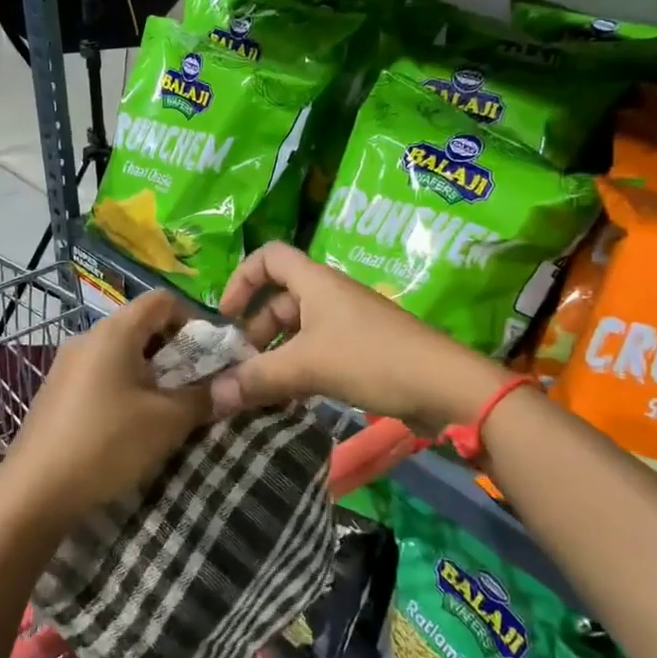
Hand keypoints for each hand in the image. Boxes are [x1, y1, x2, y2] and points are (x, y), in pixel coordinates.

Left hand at [3, 291, 211, 525]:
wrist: (34, 492)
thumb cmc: (107, 443)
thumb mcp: (167, 422)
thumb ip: (203, 397)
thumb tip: (231, 387)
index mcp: (114, 331)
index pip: (162, 300)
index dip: (192, 319)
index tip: (209, 355)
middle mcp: (87, 337)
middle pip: (140, 325)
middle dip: (173, 351)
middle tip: (193, 386)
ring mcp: (66, 365)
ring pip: (120, 353)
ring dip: (149, 373)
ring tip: (165, 410)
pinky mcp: (55, 392)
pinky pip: (100, 375)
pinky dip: (123, 388)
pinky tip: (128, 425)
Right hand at [211, 242, 507, 429]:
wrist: (444, 386)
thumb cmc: (371, 359)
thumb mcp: (307, 366)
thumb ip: (258, 379)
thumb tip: (212, 397)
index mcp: (315, 282)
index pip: (269, 257)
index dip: (242, 279)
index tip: (227, 316)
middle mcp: (329, 295)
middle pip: (279, 300)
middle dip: (255, 331)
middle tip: (241, 367)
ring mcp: (347, 324)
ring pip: (297, 332)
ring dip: (275, 357)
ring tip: (259, 391)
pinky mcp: (361, 351)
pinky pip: (317, 353)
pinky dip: (298, 371)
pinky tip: (287, 400)